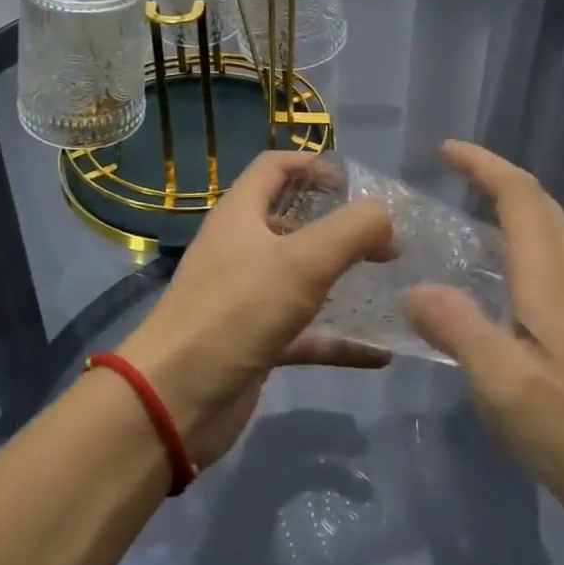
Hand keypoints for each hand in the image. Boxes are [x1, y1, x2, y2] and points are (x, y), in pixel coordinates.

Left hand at [117, 151, 396, 466]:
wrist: (176, 399)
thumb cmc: (236, 312)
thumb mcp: (302, 261)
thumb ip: (351, 229)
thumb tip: (383, 214)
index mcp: (240, 215)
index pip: (273, 168)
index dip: (312, 165)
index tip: (355, 183)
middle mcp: (239, 250)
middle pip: (290, 222)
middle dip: (336, 225)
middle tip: (384, 240)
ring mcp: (245, 299)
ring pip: (299, 279)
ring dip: (340, 279)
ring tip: (388, 284)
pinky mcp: (254, 343)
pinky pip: (304, 334)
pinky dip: (338, 339)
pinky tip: (380, 352)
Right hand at [404, 141, 563, 542]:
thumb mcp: (506, 385)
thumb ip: (458, 328)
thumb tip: (417, 288)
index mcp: (553, 280)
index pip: (520, 196)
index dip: (483, 164)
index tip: (444, 150)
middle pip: (542, 207)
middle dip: (497, 178)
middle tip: (450, 176)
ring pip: (552, 236)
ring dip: (512, 211)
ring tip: (466, 221)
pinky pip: (555, 268)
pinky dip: (523, 249)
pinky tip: (500, 286)